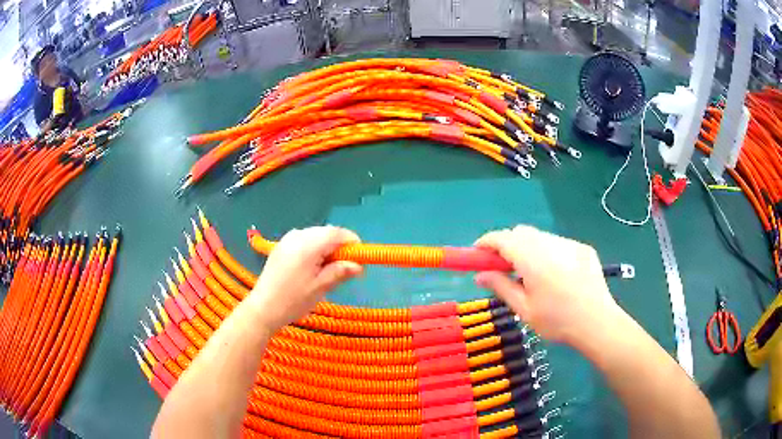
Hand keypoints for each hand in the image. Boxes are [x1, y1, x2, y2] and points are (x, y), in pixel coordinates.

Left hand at [248, 226, 362, 330]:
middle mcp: (298, 235)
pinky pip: (304, 240)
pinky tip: (312, 268)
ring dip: (327, 248)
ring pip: (316, 235)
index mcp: (308, 244)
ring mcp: (287, 239)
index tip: (360, 258)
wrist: (263, 308)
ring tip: (327, 271)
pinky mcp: (281, 246)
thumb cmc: (294, 300)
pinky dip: (314, 249)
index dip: (352, 242)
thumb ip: (340, 272)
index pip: (337, 233)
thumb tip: (359, 265)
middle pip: (326, 232)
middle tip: (345, 268)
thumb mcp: (321, 287)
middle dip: (339, 246)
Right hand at [474, 225, 623, 346]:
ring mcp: (569, 244)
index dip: (486, 242)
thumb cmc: (557, 321)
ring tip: (532, 274)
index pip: (502, 239)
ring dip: (528, 248)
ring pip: (540, 237)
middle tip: (503, 267)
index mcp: (533, 259)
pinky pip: (558, 243)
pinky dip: (548, 252)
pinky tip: (555, 275)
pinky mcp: (582, 248)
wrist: (597, 323)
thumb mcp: (524, 310)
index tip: (476, 253)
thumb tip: (479, 275)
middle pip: (521, 233)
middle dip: (508, 245)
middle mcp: (550, 244)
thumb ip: (500, 287)